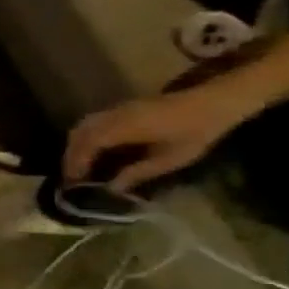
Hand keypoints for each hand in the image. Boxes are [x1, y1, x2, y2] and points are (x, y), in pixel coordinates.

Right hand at [63, 82, 256, 189]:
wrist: (217, 100)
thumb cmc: (197, 131)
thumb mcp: (173, 158)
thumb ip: (140, 173)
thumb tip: (113, 188)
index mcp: (123, 128)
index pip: (87, 146)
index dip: (76, 164)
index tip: (73, 183)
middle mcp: (113, 117)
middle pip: (79, 135)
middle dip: (71, 157)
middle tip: (72, 177)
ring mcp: (117, 110)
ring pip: (82, 127)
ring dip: (76, 146)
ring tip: (79, 164)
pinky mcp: (123, 108)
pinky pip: (92, 122)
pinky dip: (85, 137)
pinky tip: (93, 149)